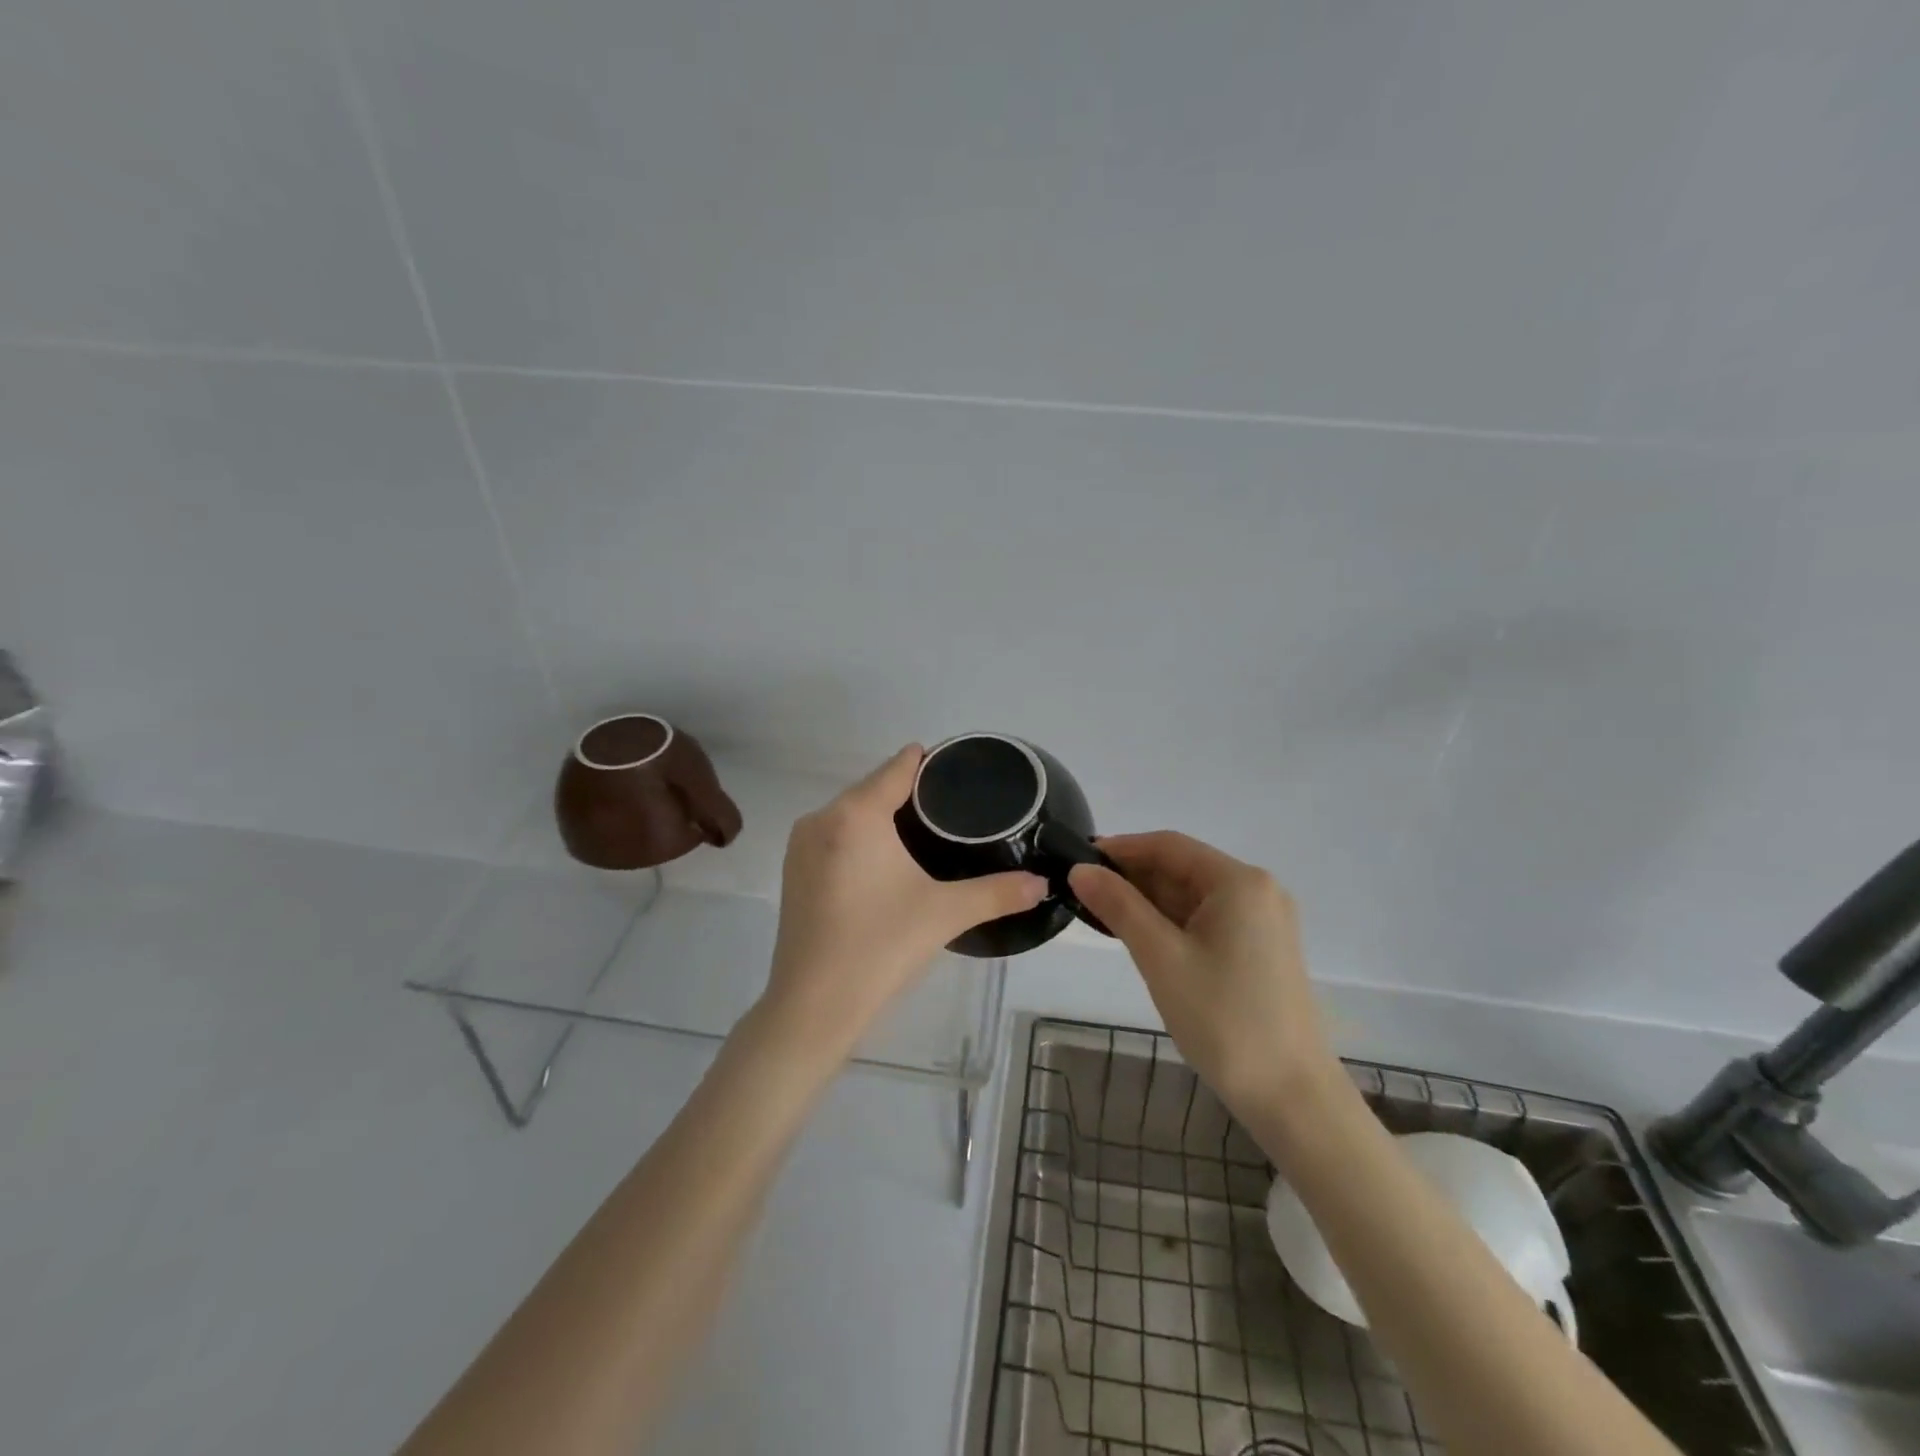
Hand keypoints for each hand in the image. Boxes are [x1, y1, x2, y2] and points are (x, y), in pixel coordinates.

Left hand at [763, 746, 1047, 1053]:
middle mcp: (821, 817)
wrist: (812, 1007)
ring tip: (929, 833)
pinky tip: (887, 861)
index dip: (932, 764)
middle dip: (912, 793)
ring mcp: (801, 845)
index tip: (963, 771)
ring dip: (885, 816)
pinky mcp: (794, 871)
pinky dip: (861, 838)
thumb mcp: (945, 914)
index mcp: (855, 813)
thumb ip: (999, 892)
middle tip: (956, 809)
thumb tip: (1043, 882)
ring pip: (852, 813)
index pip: (899, 766)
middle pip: (874, 787)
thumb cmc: (880, 947)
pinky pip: (835, 836)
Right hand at [1069, 832, 1339, 1123]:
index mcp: (1239, 882)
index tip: (1076, 862)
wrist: (1292, 1098)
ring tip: (1101, 915)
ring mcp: (1263, 921)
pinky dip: (1171, 922)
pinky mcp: (1261, 949)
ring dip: (1148, 901)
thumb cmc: (1224, 1020)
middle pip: (1182, 867)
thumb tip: (1079, 870)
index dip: (1120, 849)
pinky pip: (1207, 919)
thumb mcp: (1161, 958)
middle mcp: (1257, 890)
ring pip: (1192, 895)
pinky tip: (1139, 936)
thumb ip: (1119, 906)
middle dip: (1132, 877)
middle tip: (1082, 893)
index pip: (1168, 845)